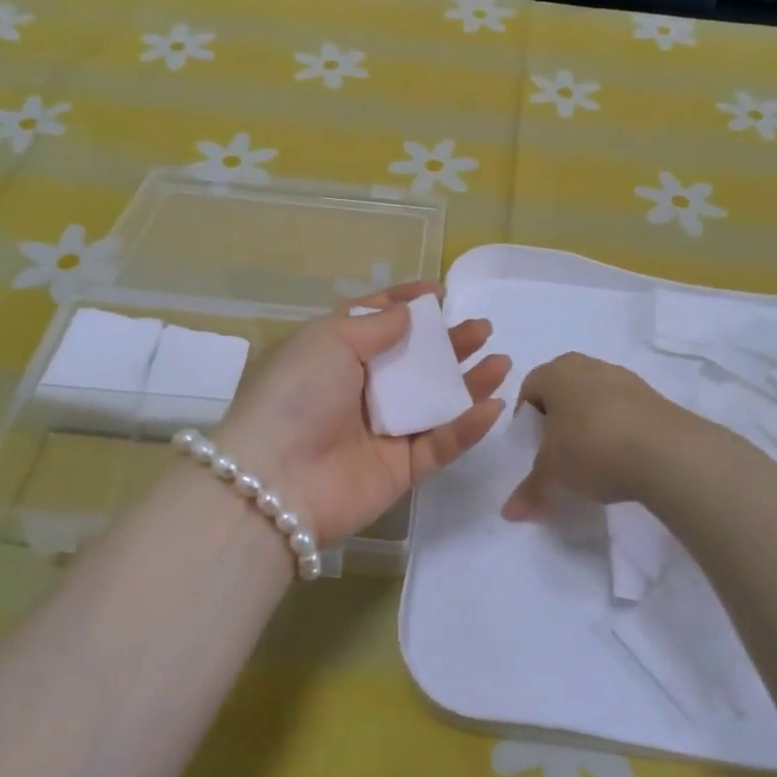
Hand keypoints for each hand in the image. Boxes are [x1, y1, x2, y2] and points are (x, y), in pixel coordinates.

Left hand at [219, 283, 509, 543]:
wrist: (277, 482)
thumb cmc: (297, 397)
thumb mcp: (328, 342)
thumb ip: (374, 326)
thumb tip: (407, 313)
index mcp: (332, 356)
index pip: (373, 323)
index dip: (404, 305)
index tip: (438, 293)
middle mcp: (358, 392)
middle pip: (413, 362)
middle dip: (448, 343)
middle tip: (481, 328)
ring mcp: (381, 432)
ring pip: (434, 403)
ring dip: (467, 383)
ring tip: (499, 360)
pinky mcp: (400, 470)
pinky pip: (439, 444)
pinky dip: (466, 427)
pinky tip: (492, 406)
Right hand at [501, 353, 691, 519]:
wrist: (667, 452)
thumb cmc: (591, 448)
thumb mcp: (552, 474)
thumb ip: (529, 490)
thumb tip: (510, 512)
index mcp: (556, 371)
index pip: (529, 389)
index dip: (526, 422)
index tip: (532, 451)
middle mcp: (589, 365)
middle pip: (563, 393)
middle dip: (557, 422)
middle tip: (558, 456)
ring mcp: (626, 379)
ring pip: (595, 401)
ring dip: (589, 426)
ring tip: (592, 462)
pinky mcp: (654, 398)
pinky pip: (624, 412)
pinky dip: (617, 432)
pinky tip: (621, 460)